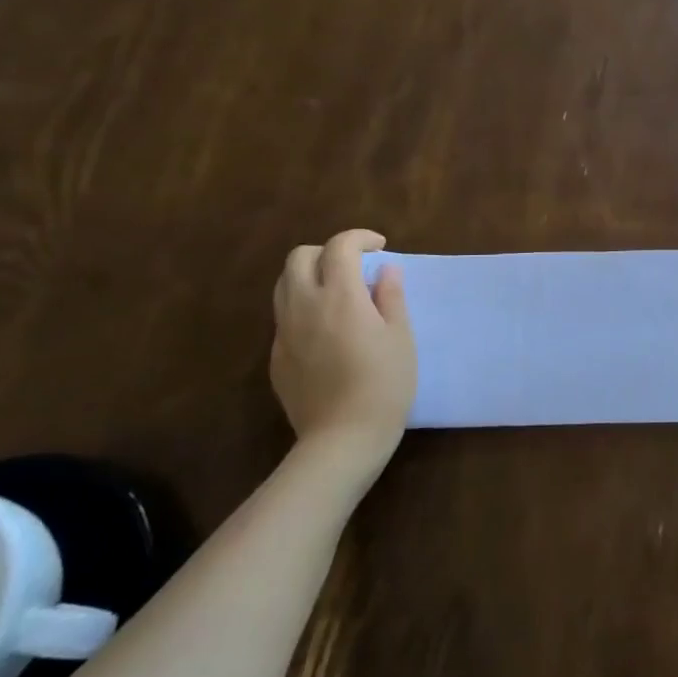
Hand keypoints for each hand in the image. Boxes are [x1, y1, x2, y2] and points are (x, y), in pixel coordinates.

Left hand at [271, 229, 416, 476]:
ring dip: (309, 276)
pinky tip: (327, 331)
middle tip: (355, 267)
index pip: (340, 246)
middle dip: (327, 252)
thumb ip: (391, 297)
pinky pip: (284, 317)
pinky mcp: (276, 357)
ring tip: (338, 294)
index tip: (380, 248)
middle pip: (300, 257)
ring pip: (283, 285)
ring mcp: (284, 333)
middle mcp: (304, 306)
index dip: (360, 238)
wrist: (343, 438)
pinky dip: (303, 308)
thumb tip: (385, 270)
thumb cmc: (384, 384)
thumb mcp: (401, 336)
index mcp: (340, 296)